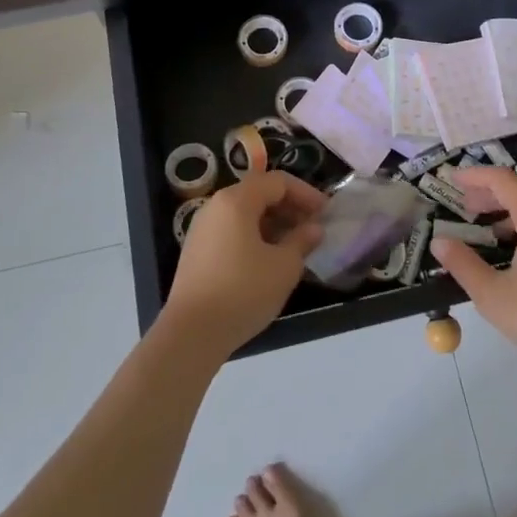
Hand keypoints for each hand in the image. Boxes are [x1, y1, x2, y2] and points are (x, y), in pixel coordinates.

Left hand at [162, 172, 325, 358]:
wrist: (191, 334)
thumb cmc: (243, 292)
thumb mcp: (283, 267)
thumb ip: (301, 241)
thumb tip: (313, 229)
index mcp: (236, 200)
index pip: (277, 182)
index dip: (305, 194)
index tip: (325, 213)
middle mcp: (215, 206)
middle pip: (259, 193)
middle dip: (289, 208)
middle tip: (312, 229)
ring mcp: (202, 228)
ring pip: (244, 213)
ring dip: (273, 223)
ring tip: (294, 246)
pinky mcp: (197, 250)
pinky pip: (231, 230)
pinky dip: (254, 236)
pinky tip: (268, 260)